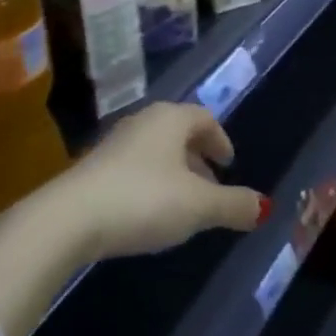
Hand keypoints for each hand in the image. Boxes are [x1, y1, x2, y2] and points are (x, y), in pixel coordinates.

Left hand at [52, 102, 264, 260]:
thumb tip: (265, 207)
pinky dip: (151, 182)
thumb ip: (233, 205)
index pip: (204, 118)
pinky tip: (149, 213)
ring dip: (174, 172)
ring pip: (156, 150)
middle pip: (179, 132)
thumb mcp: (198, 207)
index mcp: (171, 118)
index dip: (220, 140)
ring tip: (183, 205)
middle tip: (212, 187)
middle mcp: (144, 121)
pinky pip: (134, 166)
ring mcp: (115, 142)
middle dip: (198, 158)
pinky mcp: (94, 167)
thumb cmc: (144, 200)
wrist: (70, 217)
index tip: (229, 164)